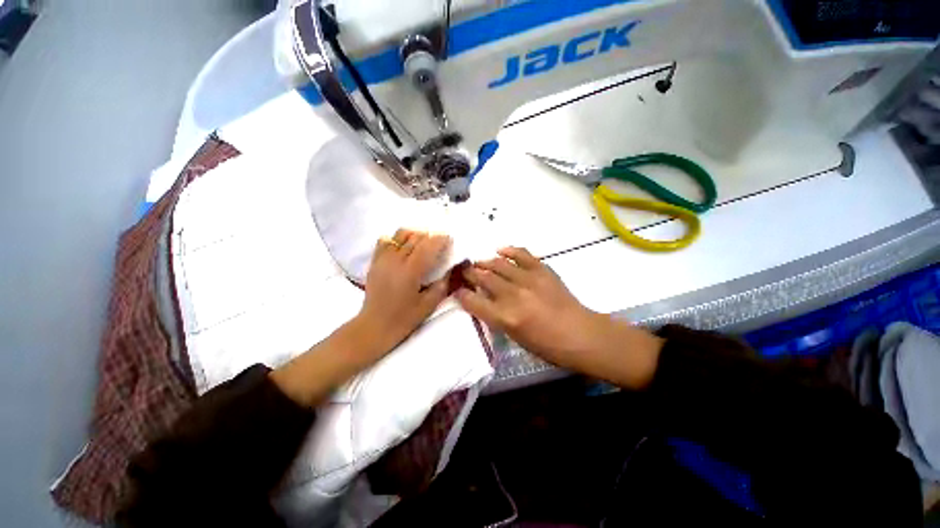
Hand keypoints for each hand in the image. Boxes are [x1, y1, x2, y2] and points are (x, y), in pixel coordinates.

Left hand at [356, 229, 450, 357]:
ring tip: (423, 243)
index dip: (441, 240)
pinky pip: (386, 240)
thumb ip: (442, 285)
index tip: (449, 240)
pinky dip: (398, 238)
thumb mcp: (429, 305)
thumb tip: (449, 268)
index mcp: (411, 271)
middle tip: (440, 244)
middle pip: (416, 237)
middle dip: (431, 237)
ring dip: (415, 235)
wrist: (375, 326)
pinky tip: (404, 246)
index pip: (428, 246)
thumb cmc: (404, 319)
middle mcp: (396, 260)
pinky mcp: (375, 261)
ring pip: (401, 234)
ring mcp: (383, 258)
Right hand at [456, 247, 662, 387]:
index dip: (461, 293)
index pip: (473, 301)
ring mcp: (528, 280)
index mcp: (505, 317)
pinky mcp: (542, 270)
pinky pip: (522, 254)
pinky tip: (501, 250)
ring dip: (485, 262)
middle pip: (483, 278)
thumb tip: (484, 300)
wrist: (581, 335)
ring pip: (498, 264)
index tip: (457, 289)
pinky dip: (509, 251)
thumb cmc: (547, 346)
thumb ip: (497, 316)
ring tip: (479, 263)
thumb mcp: (515, 337)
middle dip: (470, 273)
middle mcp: (513, 295)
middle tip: (464, 271)